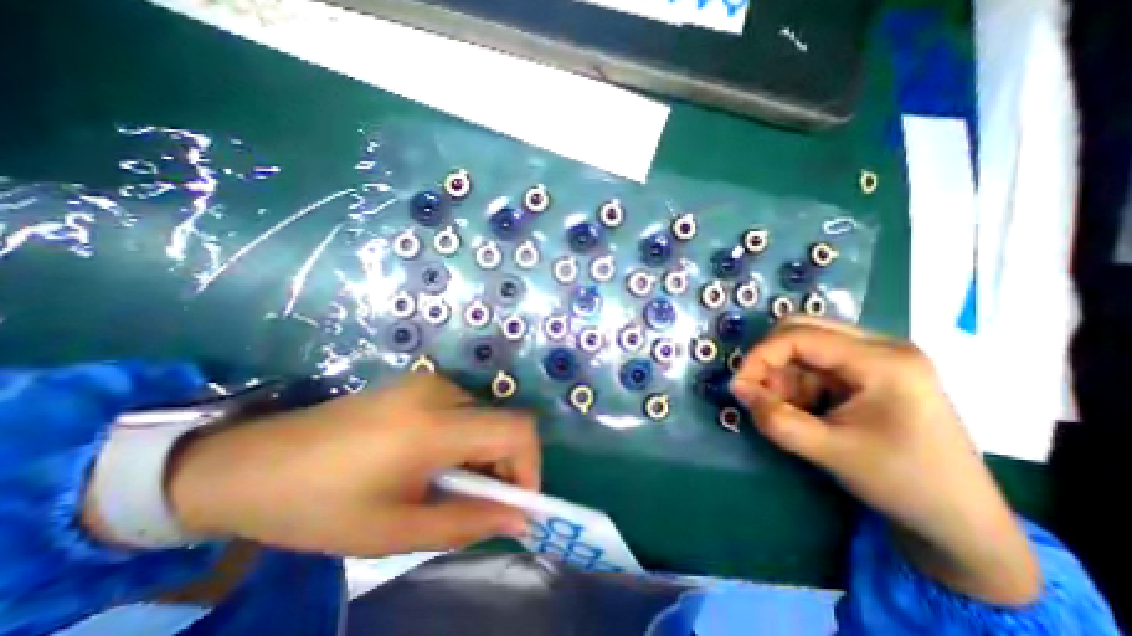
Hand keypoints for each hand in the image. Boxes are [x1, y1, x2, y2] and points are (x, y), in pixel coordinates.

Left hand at [164, 376, 543, 557]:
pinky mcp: (421, 383)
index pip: (517, 430)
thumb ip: (467, 523)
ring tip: (449, 486)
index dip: (530, 465)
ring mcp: (430, 382)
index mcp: (433, 426)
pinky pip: (466, 410)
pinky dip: (467, 439)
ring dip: (484, 454)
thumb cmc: (317, 506)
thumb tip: (519, 520)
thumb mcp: (394, 531)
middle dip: (505, 467)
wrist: (250, 462)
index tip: (518, 503)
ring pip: (486, 418)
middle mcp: (441, 392)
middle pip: (504, 424)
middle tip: (479, 504)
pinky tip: (435, 461)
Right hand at [730, 318, 1038, 605]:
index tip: (739, 386)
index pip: (800, 336)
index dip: (760, 356)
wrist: (960, 519)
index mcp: (883, 361)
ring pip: (804, 346)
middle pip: (802, 331)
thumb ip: (776, 419)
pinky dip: (796, 382)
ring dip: (782, 375)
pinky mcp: (868, 371)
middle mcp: (881, 347)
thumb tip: (737, 389)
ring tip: (784, 409)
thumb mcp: (830, 452)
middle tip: (758, 392)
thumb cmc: (902, 484)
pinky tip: (802, 409)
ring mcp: (876, 357)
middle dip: (770, 361)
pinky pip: (815, 362)